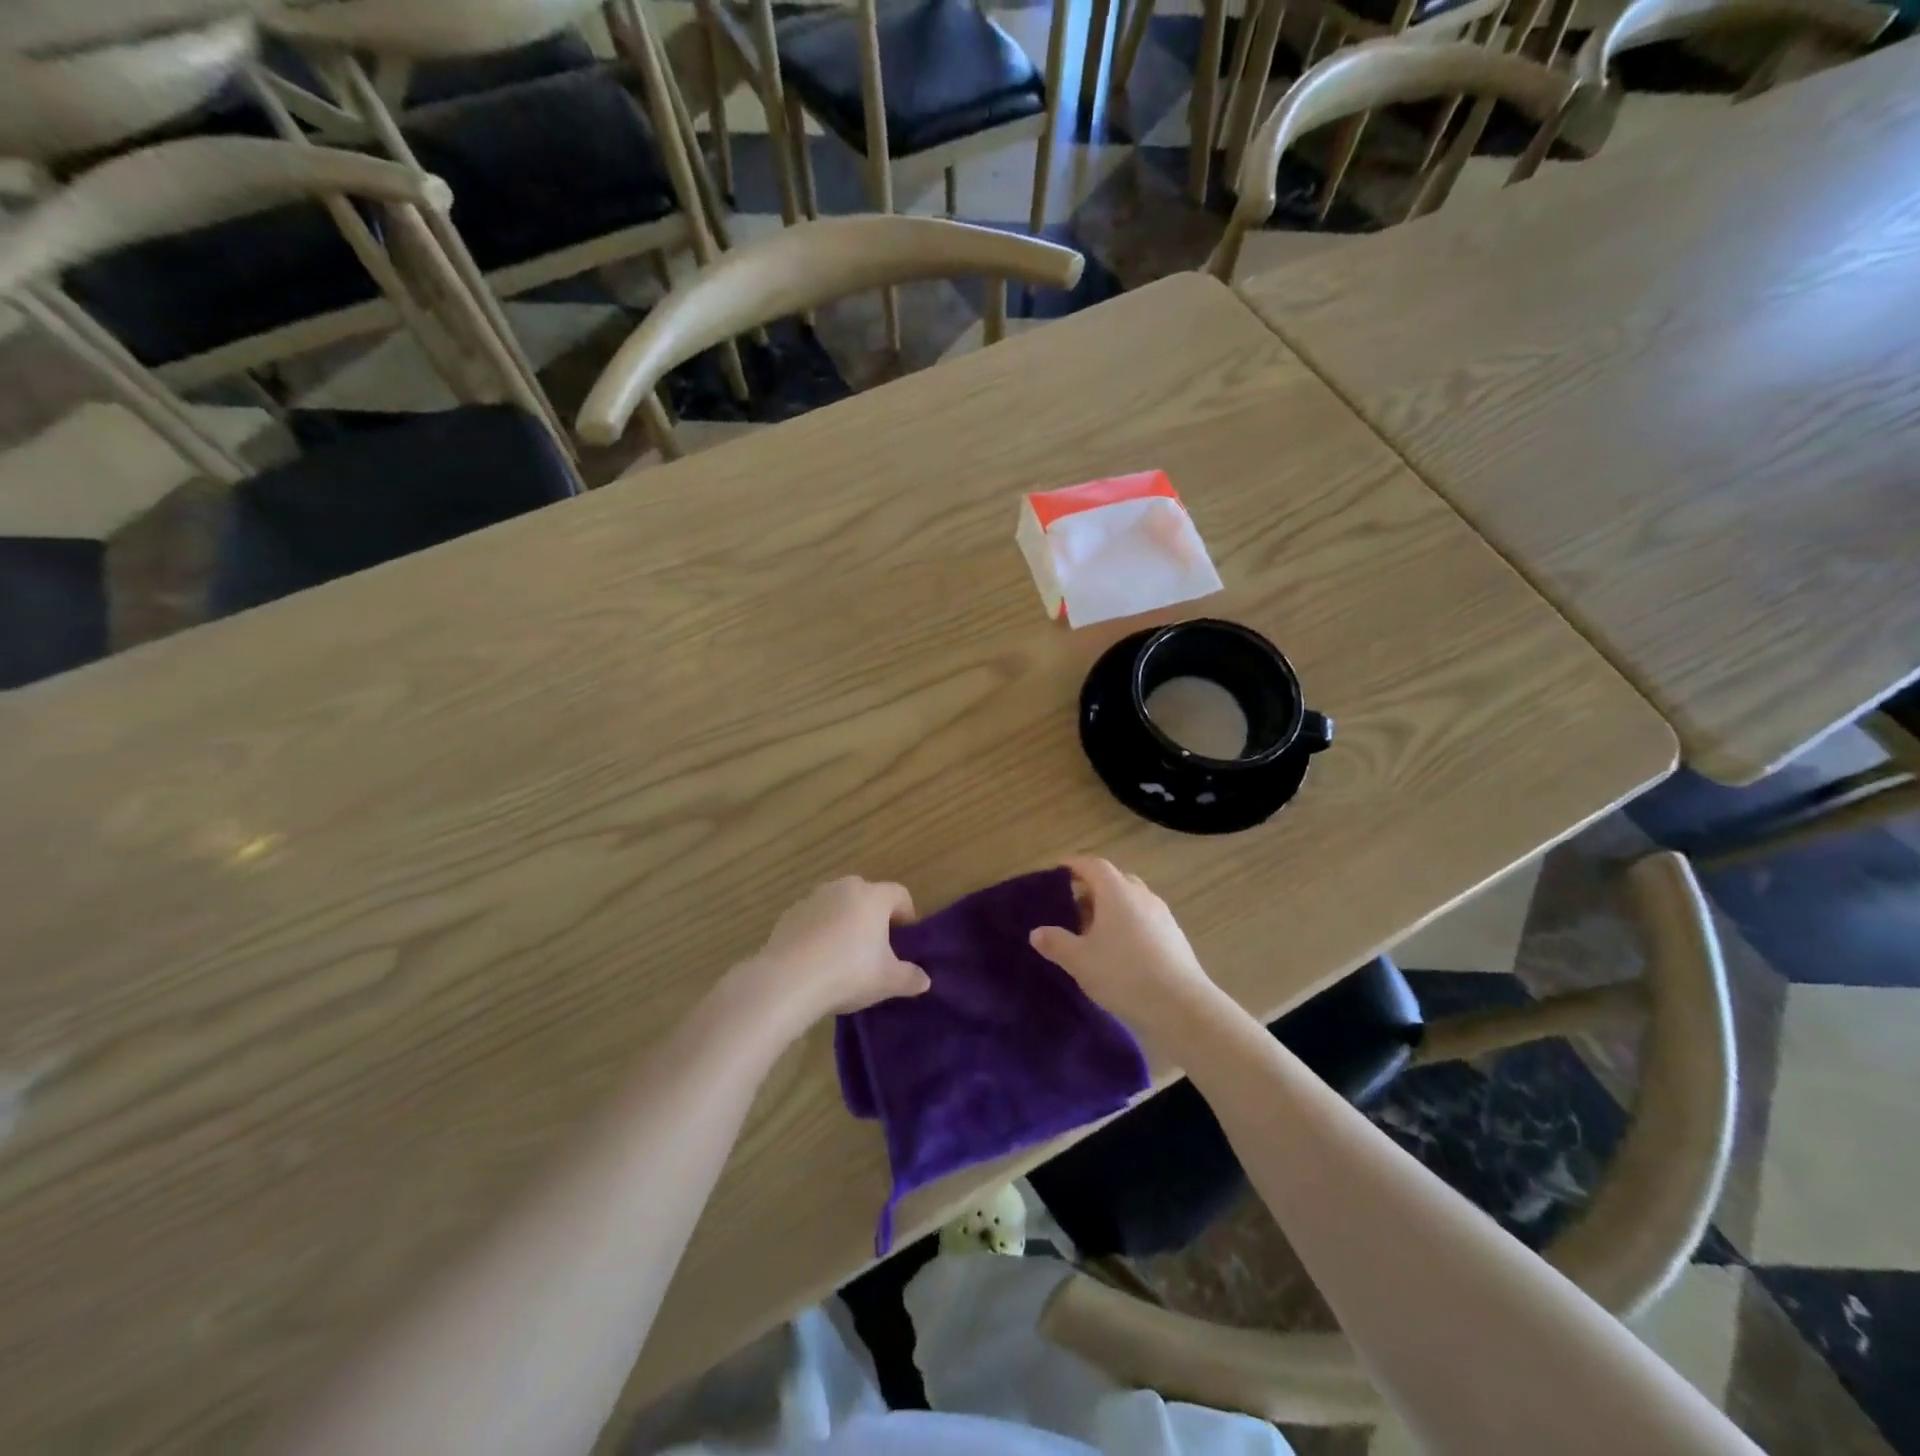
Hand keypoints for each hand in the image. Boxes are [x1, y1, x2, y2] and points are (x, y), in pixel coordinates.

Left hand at [735, 877, 930, 1026]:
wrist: (787, 981)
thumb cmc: (848, 974)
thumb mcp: (888, 981)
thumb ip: (910, 978)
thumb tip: (924, 980)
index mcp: (873, 897)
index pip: (900, 894)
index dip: (906, 914)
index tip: (904, 939)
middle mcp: (844, 888)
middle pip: (867, 895)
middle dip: (874, 916)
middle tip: (875, 947)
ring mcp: (813, 898)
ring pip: (838, 904)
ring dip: (845, 921)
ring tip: (843, 954)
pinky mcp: (790, 913)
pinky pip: (814, 917)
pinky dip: (820, 930)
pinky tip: (816, 958)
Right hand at [1029, 857, 1218, 1035]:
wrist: (1180, 1006)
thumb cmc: (1123, 974)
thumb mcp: (1080, 960)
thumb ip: (1056, 943)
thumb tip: (1037, 933)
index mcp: (1117, 892)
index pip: (1093, 865)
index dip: (1074, 864)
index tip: (1059, 869)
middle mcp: (1142, 896)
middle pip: (1115, 880)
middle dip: (1093, 887)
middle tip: (1074, 904)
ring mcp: (1162, 916)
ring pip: (1132, 900)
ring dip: (1113, 907)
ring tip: (1094, 930)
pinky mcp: (1174, 937)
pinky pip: (1145, 919)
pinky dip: (1129, 923)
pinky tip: (1120, 949)